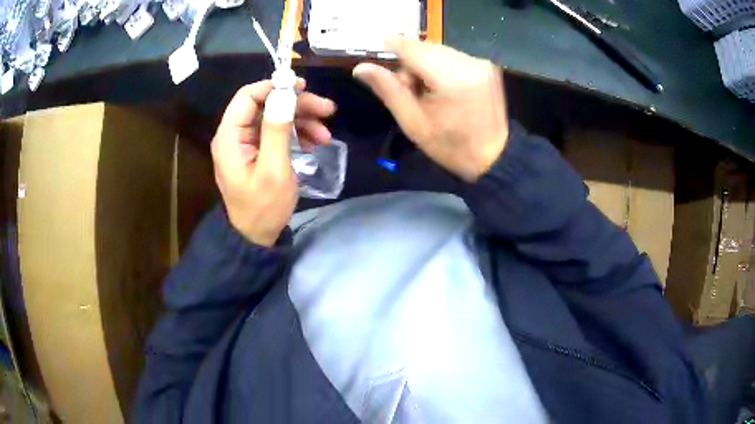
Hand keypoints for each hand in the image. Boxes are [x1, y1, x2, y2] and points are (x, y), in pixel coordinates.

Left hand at [211, 80, 336, 246]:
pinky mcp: (257, 151)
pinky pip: (277, 132)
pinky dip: (297, 134)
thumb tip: (284, 94)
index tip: (303, 87)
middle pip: (265, 104)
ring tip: (326, 135)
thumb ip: (277, 130)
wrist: (257, 236)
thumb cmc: (263, 207)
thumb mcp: (274, 169)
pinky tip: (315, 144)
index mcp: (230, 136)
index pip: (248, 96)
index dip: (274, 86)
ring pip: (275, 117)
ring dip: (302, 120)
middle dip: (297, 105)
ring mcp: (246, 143)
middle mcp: (234, 134)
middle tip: (328, 110)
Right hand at [353, 38, 507, 181]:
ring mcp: (481, 63)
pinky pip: (454, 56)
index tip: (377, 47)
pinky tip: (444, 87)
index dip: (392, 45)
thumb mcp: (413, 123)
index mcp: (451, 78)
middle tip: (410, 89)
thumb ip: (388, 90)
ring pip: (439, 50)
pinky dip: (442, 66)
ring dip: (426, 64)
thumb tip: (360, 68)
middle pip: (426, 47)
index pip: (412, 49)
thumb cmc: (451, 146)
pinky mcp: (487, 66)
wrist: (494, 157)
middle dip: (410, 62)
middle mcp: (469, 63)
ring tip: (428, 91)